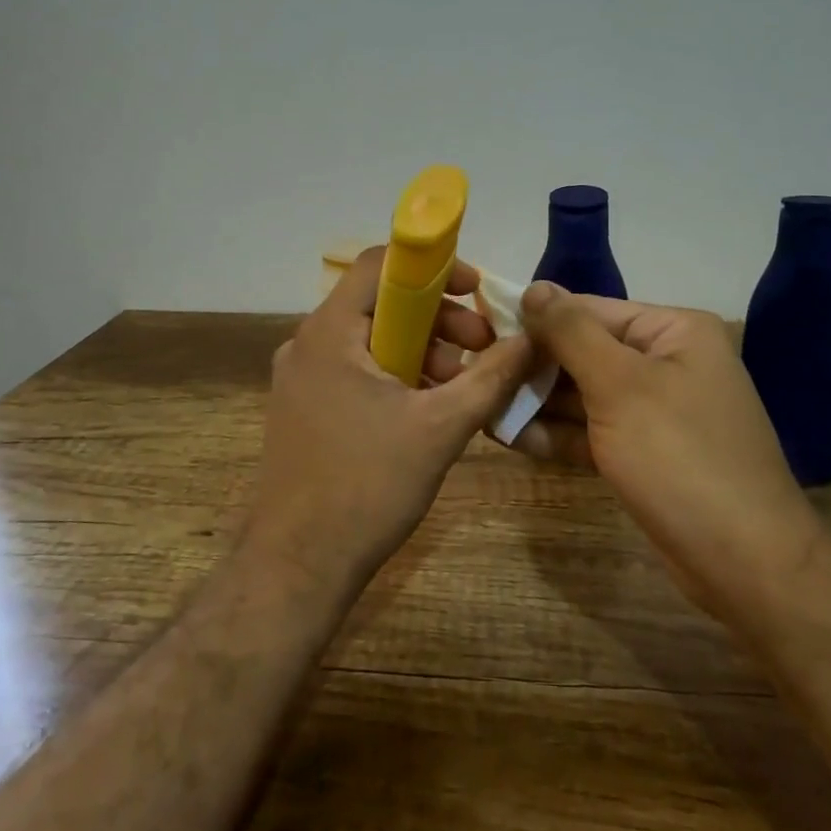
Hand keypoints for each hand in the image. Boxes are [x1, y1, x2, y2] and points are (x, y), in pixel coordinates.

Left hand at [245, 247, 534, 598]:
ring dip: (423, 352)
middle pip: (381, 304)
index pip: (380, 264)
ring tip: (462, 389)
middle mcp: (308, 343)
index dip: (434, 268)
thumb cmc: (368, 486)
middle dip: (439, 320)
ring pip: (372, 340)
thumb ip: (491, 376)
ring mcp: (301, 378)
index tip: (476, 293)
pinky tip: (430, 410)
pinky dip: (397, 376)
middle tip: (483, 351)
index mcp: (330, 332)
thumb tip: (532, 338)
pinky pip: (357, 371)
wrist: (298, 566)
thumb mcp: (442, 427)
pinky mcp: (305, 407)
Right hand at [512, 283, 818, 601]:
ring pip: (584, 394)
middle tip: (478, 378)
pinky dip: (557, 434)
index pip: (589, 310)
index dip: (536, 321)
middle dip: (533, 368)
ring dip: (538, 403)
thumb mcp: (620, 385)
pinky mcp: (646, 452)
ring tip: (483, 409)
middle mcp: (667, 362)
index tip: (482, 333)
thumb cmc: (680, 457)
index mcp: (673, 331)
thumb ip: (571, 332)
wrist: (745, 563)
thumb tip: (534, 287)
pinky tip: (511, 438)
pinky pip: (593, 430)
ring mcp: (657, 410)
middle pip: (584, 351)